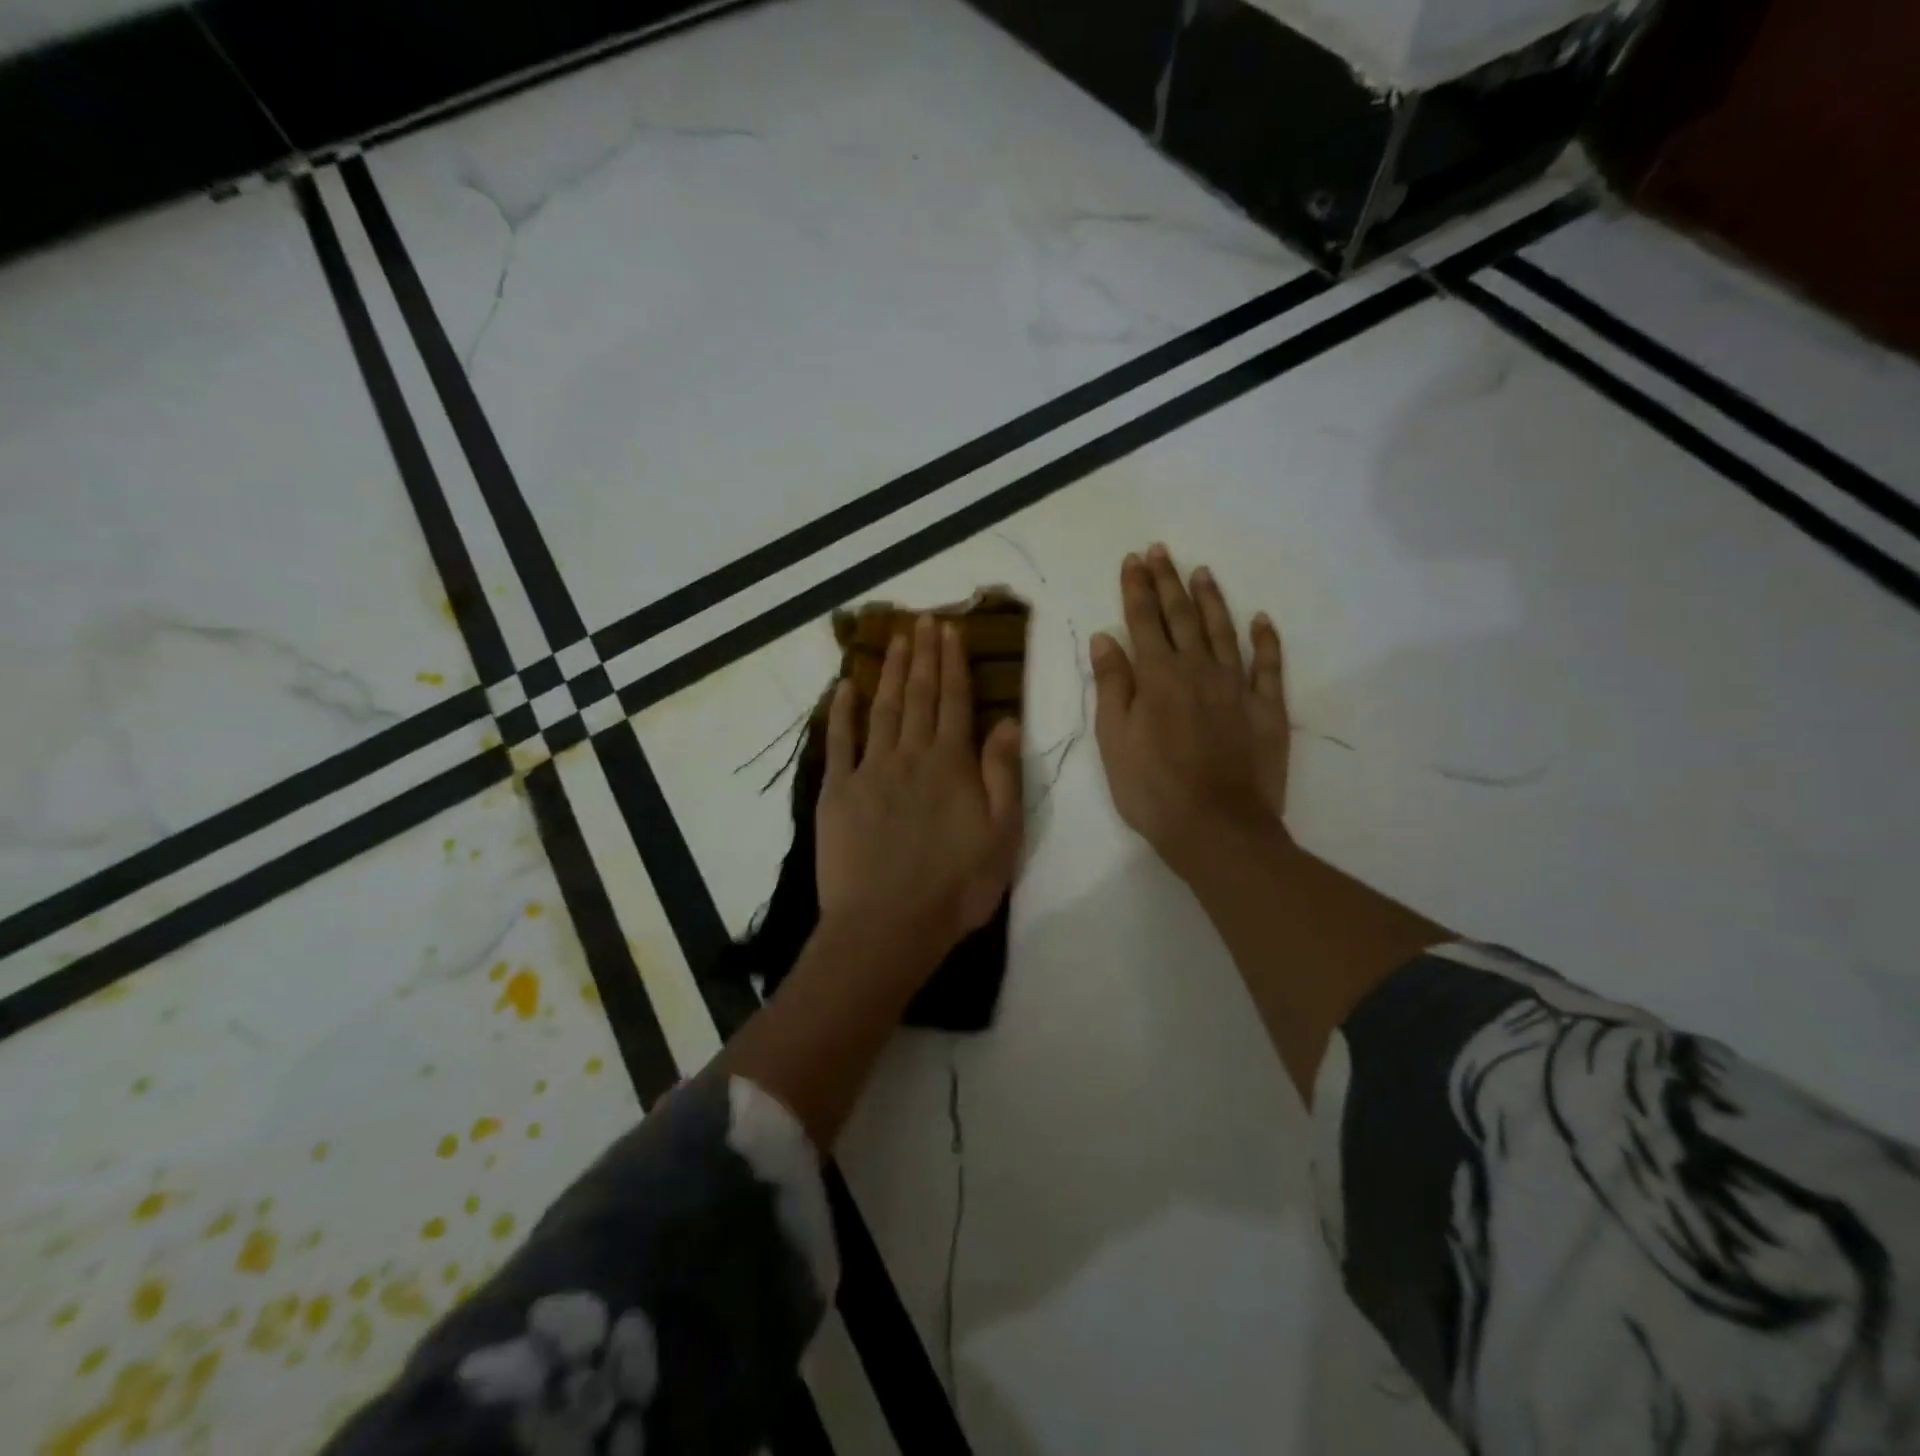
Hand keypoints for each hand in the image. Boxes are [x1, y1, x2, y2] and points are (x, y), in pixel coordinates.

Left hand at [815, 614, 1023, 965]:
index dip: (953, 663)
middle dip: (922, 655)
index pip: (955, 701)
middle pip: (918, 695)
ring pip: (883, 708)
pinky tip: (843, 686)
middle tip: (922, 619)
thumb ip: (1002, 773)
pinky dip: (841, 711)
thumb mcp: (1002, 834)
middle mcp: (911, 755)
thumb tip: (1006, 719)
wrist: (888, 925)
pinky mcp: (838, 791)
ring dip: (890, 671)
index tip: (949, 630)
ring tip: (894, 638)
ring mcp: (870, 770)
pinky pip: (840, 741)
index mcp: (952, 764)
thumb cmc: (956, 886)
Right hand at [1089, 545, 1290, 876]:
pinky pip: (1268, 665)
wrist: (1216, 826)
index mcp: (1157, 676)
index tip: (1133, 560)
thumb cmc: (1152, 788)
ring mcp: (1237, 686)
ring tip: (1203, 572)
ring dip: (1212, 599)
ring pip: (1224, 630)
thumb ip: (1112, 684)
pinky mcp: (1267, 708)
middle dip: (1169, 581)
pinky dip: (1266, 640)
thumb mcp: (1114, 739)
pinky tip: (1262, 620)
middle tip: (1162, 551)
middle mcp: (1198, 669)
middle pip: (1182, 616)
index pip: (1143, 620)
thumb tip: (1106, 637)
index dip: (1137, 588)